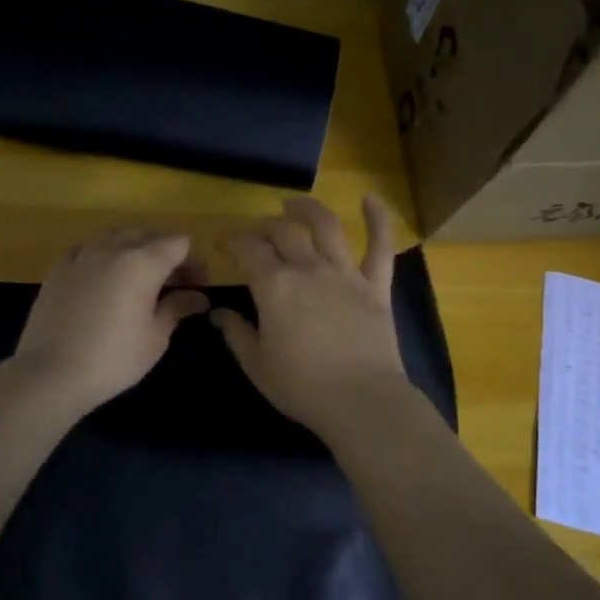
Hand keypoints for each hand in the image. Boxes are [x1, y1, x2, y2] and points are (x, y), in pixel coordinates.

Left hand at [12, 228, 209, 414]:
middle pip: (148, 234)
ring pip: (115, 236)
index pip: (178, 244)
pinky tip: (104, 276)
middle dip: (167, 252)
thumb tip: (199, 298)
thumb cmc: (113, 359)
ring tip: (141, 276)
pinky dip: (104, 254)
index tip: (198, 286)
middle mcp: (111, 249)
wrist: (51, 374)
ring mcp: (81, 256)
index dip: (194, 261)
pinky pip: (87, 248)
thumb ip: (177, 308)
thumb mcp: (155, 337)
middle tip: (176, 283)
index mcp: (141, 263)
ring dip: (135, 248)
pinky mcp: (58, 269)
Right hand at [213, 195, 411, 436]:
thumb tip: (219, 313)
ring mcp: (346, 273)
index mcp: (274, 286)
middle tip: (258, 234)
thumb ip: (236, 334)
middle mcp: (309, 269)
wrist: (361, 400)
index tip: (224, 245)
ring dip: (308, 210)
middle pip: (284, 231)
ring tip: (294, 204)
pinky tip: (370, 199)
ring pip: (327, 227)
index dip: (233, 241)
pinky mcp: (376, 286)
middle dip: (266, 227)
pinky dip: (378, 219)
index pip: (249, 249)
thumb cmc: (302, 387)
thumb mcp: (257, 365)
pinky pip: (380, 246)